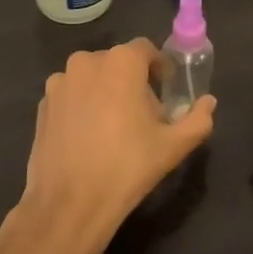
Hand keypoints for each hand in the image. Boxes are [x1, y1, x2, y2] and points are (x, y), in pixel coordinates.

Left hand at [12, 40, 214, 253]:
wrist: (70, 203)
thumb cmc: (127, 167)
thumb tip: (209, 102)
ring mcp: (60, 82)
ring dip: (105, 92)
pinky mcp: (42, 104)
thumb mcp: (174, 146)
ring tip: (113, 128)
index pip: (146, 50)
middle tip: (143, 116)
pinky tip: (88, 137)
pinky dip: (82, 107)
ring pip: (92, 78)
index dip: (159, 69)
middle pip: (118, 63)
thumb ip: (198, 119)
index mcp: (121, 62)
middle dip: (132, 82)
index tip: (166, 93)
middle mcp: (87, 61)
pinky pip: (71, 95)